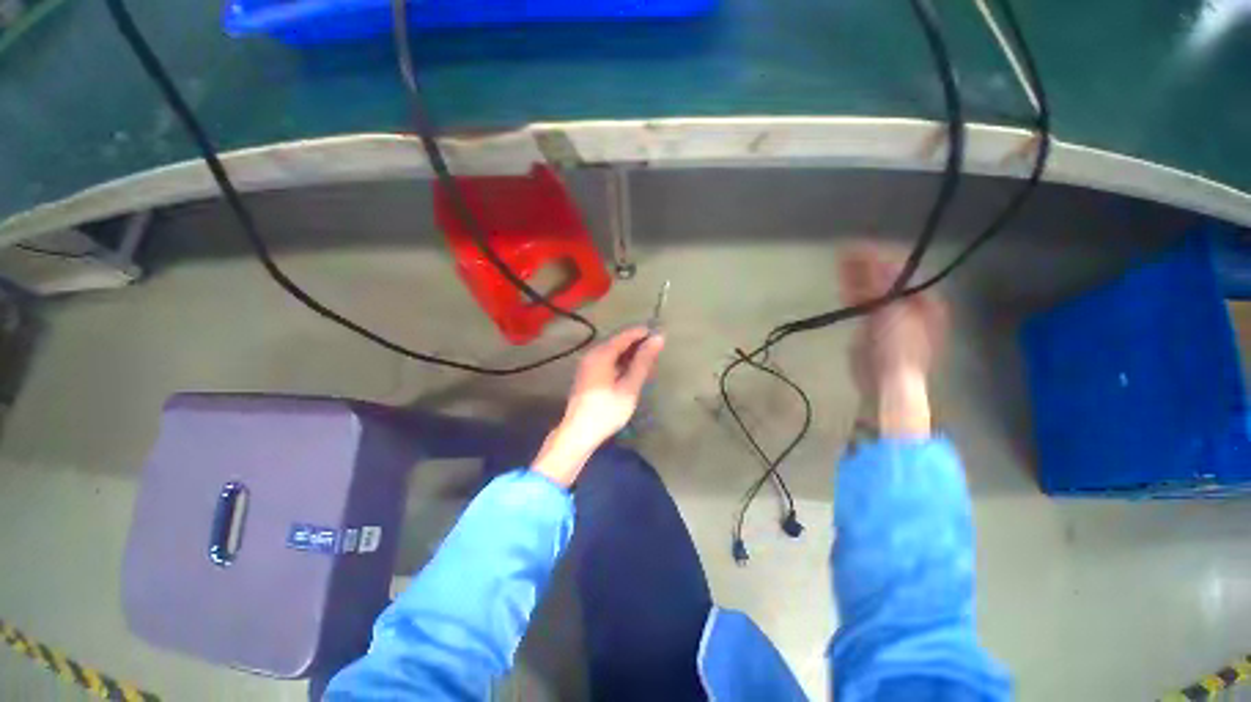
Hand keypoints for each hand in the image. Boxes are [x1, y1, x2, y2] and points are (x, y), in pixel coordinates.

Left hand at [532, 328, 664, 486]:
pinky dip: (621, 363)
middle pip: (618, 342)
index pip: (625, 335)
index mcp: (601, 354)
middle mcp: (592, 354)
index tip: (660, 334)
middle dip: (638, 344)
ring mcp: (587, 364)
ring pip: (613, 352)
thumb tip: (658, 338)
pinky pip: (607, 361)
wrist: (578, 433)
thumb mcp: (629, 386)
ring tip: (648, 363)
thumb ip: (643, 361)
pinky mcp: (587, 374)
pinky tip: (631, 372)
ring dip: (630, 355)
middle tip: (656, 351)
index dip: (643, 333)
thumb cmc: (607, 410)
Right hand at [840, 244, 946, 436]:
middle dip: (867, 266)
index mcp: (926, 301)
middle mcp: (910, 306)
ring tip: (841, 262)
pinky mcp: (871, 328)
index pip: (903, 272)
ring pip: (873, 291)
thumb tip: (871, 257)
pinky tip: (843, 284)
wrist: (886, 381)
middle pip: (887, 280)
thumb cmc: (899, 347)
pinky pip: (862, 305)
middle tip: (846, 252)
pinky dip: (852, 293)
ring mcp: (890, 317)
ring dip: (857, 277)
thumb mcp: (894, 311)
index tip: (859, 248)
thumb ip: (882, 284)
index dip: (881, 258)